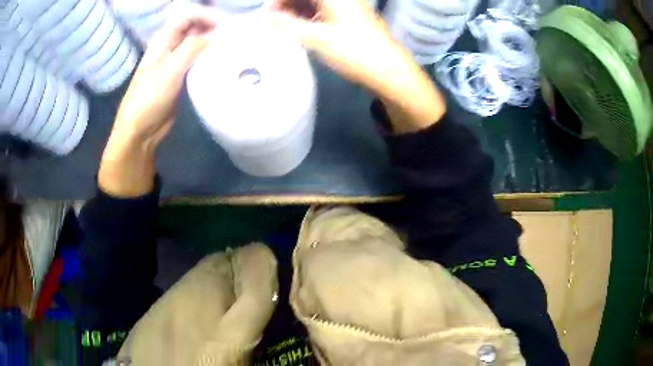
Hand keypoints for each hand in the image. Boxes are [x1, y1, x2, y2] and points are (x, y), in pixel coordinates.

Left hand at [99, 8, 217, 196]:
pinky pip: (198, 62)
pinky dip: (210, 59)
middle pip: (195, 28)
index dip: (207, 16)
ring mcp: (175, 63)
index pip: (189, 16)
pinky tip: (221, 64)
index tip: (227, 26)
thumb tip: (216, 35)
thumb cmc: (149, 98)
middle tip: (233, 37)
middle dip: (213, 28)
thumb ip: (193, 47)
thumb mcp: (170, 69)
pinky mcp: (181, 78)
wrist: (140, 131)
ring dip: (213, 44)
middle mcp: (170, 47)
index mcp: (164, 40)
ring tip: (232, 49)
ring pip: (198, 45)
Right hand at [270, 0, 445, 132]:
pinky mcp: (352, 16)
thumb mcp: (316, 38)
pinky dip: (310, 15)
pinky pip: (325, 9)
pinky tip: (302, 28)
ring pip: (316, 1)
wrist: (390, 70)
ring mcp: (348, 5)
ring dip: (298, 9)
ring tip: (285, 26)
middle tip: (274, 20)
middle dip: (287, 3)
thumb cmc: (354, 52)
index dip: (279, 0)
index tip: (268, 13)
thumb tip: (264, 15)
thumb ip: (287, 24)